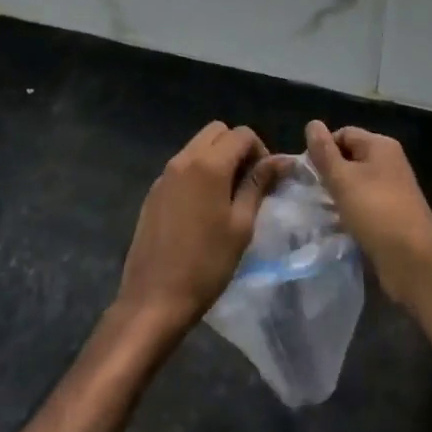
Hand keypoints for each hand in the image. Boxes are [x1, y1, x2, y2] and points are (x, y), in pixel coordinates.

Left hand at [115, 122, 282, 339]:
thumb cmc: (206, 264)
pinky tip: (202, 208)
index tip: (266, 180)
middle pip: (217, 132)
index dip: (260, 150)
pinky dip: (198, 172)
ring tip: (227, 196)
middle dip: (237, 147)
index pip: (242, 134)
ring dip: (217, 158)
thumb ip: (257, 185)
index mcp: (209, 164)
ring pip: (197, 146)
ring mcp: (165, 174)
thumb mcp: (241, 225)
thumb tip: (278, 161)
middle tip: (247, 181)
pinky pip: (182, 166)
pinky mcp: (153, 191)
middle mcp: (184, 159)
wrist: (154, 299)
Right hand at [305, 121, 431, 307]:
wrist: (413, 260)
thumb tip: (312, 123)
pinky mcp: (393, 213)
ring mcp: (393, 189)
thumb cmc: (375, 211)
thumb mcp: (343, 179)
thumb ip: (324, 152)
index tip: (307, 172)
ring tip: (321, 209)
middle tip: (311, 192)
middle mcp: (389, 162)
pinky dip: (351, 210)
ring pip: (357, 182)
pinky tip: (338, 224)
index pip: (344, 134)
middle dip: (330, 172)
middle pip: (351, 157)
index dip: (323, 149)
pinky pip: (365, 203)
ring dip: (339, 193)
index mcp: (381, 145)